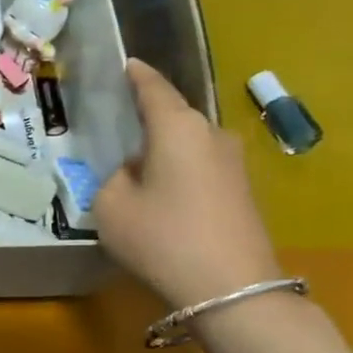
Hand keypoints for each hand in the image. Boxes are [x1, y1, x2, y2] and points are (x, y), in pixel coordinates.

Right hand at [94, 59, 283, 309]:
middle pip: (173, 117)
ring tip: (135, 167)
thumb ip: (113, 178)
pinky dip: (178, 171)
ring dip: (163, 150)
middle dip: (147, 119)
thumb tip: (133, 172)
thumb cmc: (161, 237)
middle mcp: (211, 134)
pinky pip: (200, 167)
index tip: (126, 64)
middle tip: (117, 127)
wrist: (231, 288)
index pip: (153, 88)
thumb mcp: (111, 206)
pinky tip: (161, 194)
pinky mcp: (242, 190)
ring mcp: (233, 163)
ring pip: (187, 144)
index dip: (137, 75)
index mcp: (177, 127)